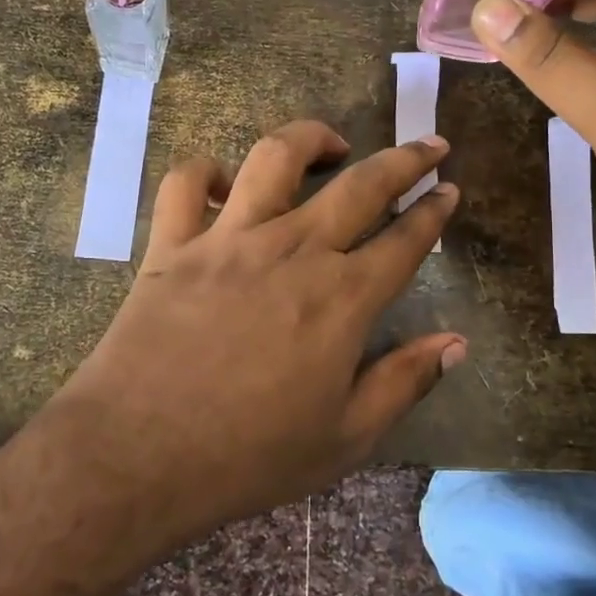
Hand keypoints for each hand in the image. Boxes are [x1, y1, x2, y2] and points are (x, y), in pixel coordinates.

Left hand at [43, 120, 463, 542]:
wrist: (137, 457)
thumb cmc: (249, 456)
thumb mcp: (346, 438)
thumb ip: (405, 382)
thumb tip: (458, 343)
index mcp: (341, 299)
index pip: (404, 241)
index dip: (434, 212)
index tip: (449, 190)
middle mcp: (292, 251)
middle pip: (361, 185)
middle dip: (405, 159)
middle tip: (429, 145)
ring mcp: (228, 238)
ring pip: (276, 157)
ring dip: (311, 138)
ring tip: (331, 145)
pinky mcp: (172, 242)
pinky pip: (186, 183)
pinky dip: (205, 173)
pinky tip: (223, 186)